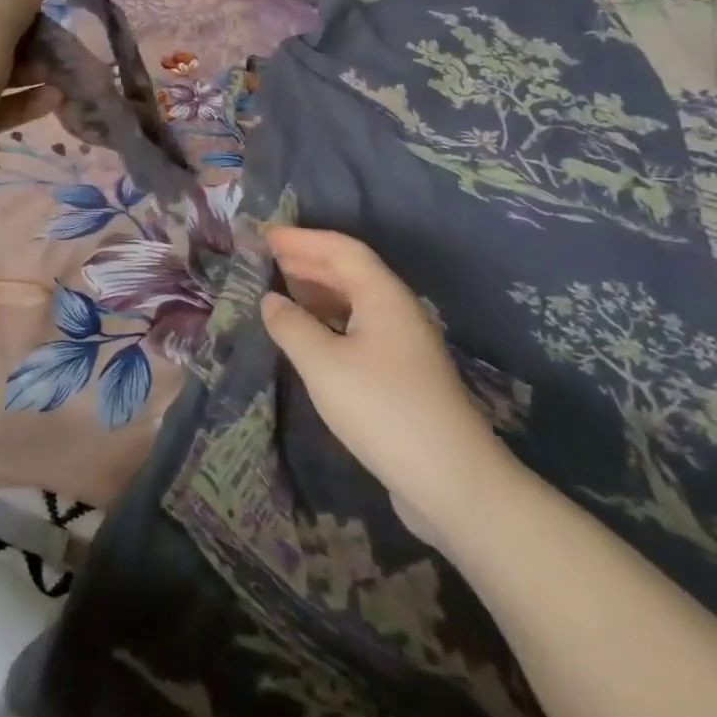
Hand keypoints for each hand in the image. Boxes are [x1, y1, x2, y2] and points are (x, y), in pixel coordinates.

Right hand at [261, 227, 509, 527]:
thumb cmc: (382, 409)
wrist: (451, 481)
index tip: (265, 236)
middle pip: (350, 272)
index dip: (302, 239)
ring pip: (354, 301)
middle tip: (265, 259)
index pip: (341, 249)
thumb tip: (270, 300)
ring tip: (278, 290)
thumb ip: (292, 326)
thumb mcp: (324, 365)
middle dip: (307, 261)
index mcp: (383, 296)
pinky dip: (328, 320)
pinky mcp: (400, 375)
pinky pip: (357, 329)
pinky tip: (306, 335)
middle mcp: (396, 311)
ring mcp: (402, 344)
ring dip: (317, 291)